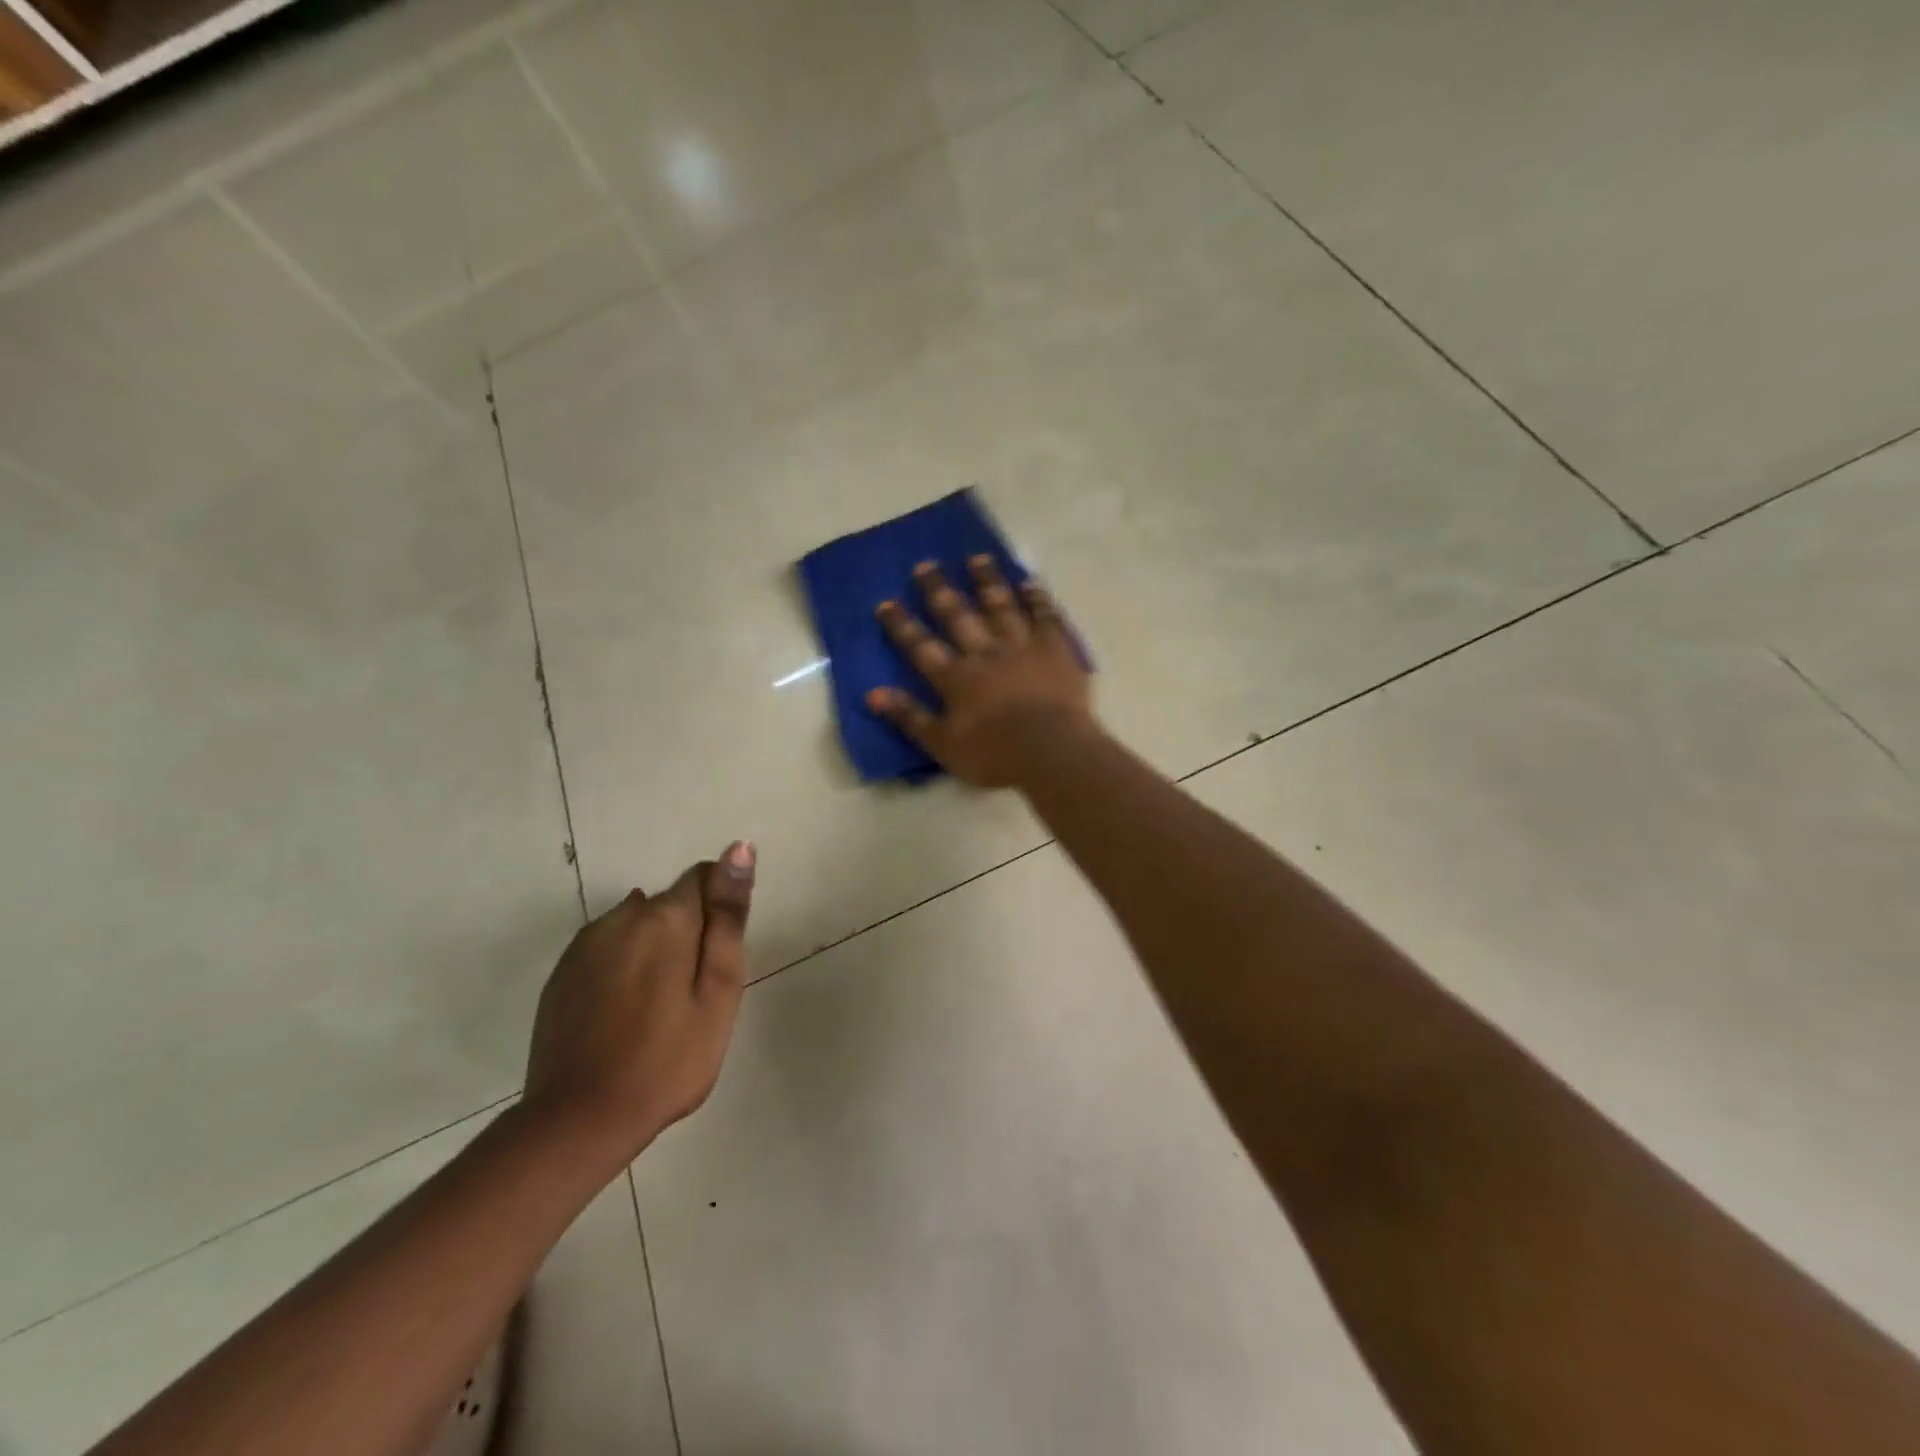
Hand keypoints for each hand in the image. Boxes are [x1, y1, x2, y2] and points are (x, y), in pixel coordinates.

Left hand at [524, 843, 755, 1161]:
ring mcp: (585, 945)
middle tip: (695, 994)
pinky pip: (608, 950)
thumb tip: (739, 848)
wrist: (579, 1121)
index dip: (720, 910)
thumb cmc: (668, 1058)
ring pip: (637, 926)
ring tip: (660, 1007)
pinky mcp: (562, 974)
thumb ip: (728, 916)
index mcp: (665, 917)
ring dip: (656, 948)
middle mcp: (621, 917)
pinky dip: (625, 967)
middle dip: (689, 932)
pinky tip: (625, 1013)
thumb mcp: (718, 989)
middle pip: (670, 904)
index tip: (719, 958)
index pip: (703, 877)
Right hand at [866, 556, 1094, 787]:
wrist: (1052, 751)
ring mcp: (1022, 646)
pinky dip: (1036, 598)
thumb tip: (872, 694)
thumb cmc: (995, 754)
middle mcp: (985, 652)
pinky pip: (1045, 616)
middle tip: (926, 564)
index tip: (885, 602)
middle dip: (939, 589)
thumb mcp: (943, 746)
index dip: (901, 625)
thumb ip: (909, 717)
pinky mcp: (1055, 649)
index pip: (920, 646)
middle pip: (958, 615)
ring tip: (977, 558)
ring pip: (1001, 605)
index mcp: (956, 678)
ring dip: (987, 581)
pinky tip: (1029, 582)